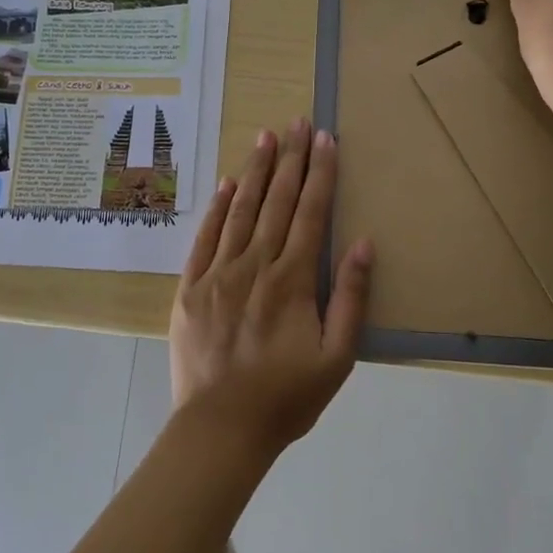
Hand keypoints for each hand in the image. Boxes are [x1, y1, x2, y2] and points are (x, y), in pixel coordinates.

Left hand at [167, 119, 373, 451]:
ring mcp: (218, 273)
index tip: (326, 139)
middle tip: (297, 123)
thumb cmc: (286, 397)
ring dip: (256, 172)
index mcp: (292, 280)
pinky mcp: (190, 286)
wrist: (221, 429)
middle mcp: (255, 265)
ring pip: (241, 210)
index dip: (321, 173)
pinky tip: (227, 183)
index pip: (311, 213)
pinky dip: (217, 208)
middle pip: (277, 202)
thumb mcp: (337, 357)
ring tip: (266, 138)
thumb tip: (362, 243)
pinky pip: (205, 237)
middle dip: (291, 160)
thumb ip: (350, 297)